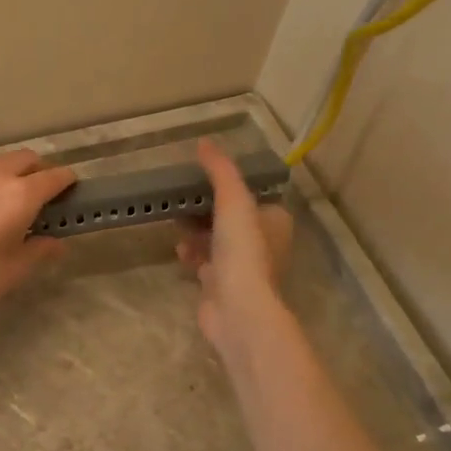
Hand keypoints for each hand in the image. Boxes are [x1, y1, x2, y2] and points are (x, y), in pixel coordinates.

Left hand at [0, 149, 77, 331]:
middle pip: (28, 159)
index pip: (55, 176)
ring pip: (3, 161)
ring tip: (16, 202)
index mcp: (20, 193)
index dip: (68, 185)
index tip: (72, 196)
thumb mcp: (16, 269)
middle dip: (42, 173)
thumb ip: (41, 249)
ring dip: (16, 173)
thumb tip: (57, 243)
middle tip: (45, 200)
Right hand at [176, 139, 294, 361]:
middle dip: (205, 210)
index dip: (227, 187)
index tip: (201, 180)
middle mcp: (263, 243)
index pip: (251, 196)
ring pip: (216, 241)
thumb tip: (205, 142)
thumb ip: (220, 171)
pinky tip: (179, 252)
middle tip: (182, 201)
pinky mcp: (222, 286)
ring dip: (196, 233)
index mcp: (274, 221)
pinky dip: (191, 256)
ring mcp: (243, 268)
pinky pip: (204, 264)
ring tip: (177, 225)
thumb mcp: (233, 201)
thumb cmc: (242, 251)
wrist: (238, 309)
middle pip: (230, 218)